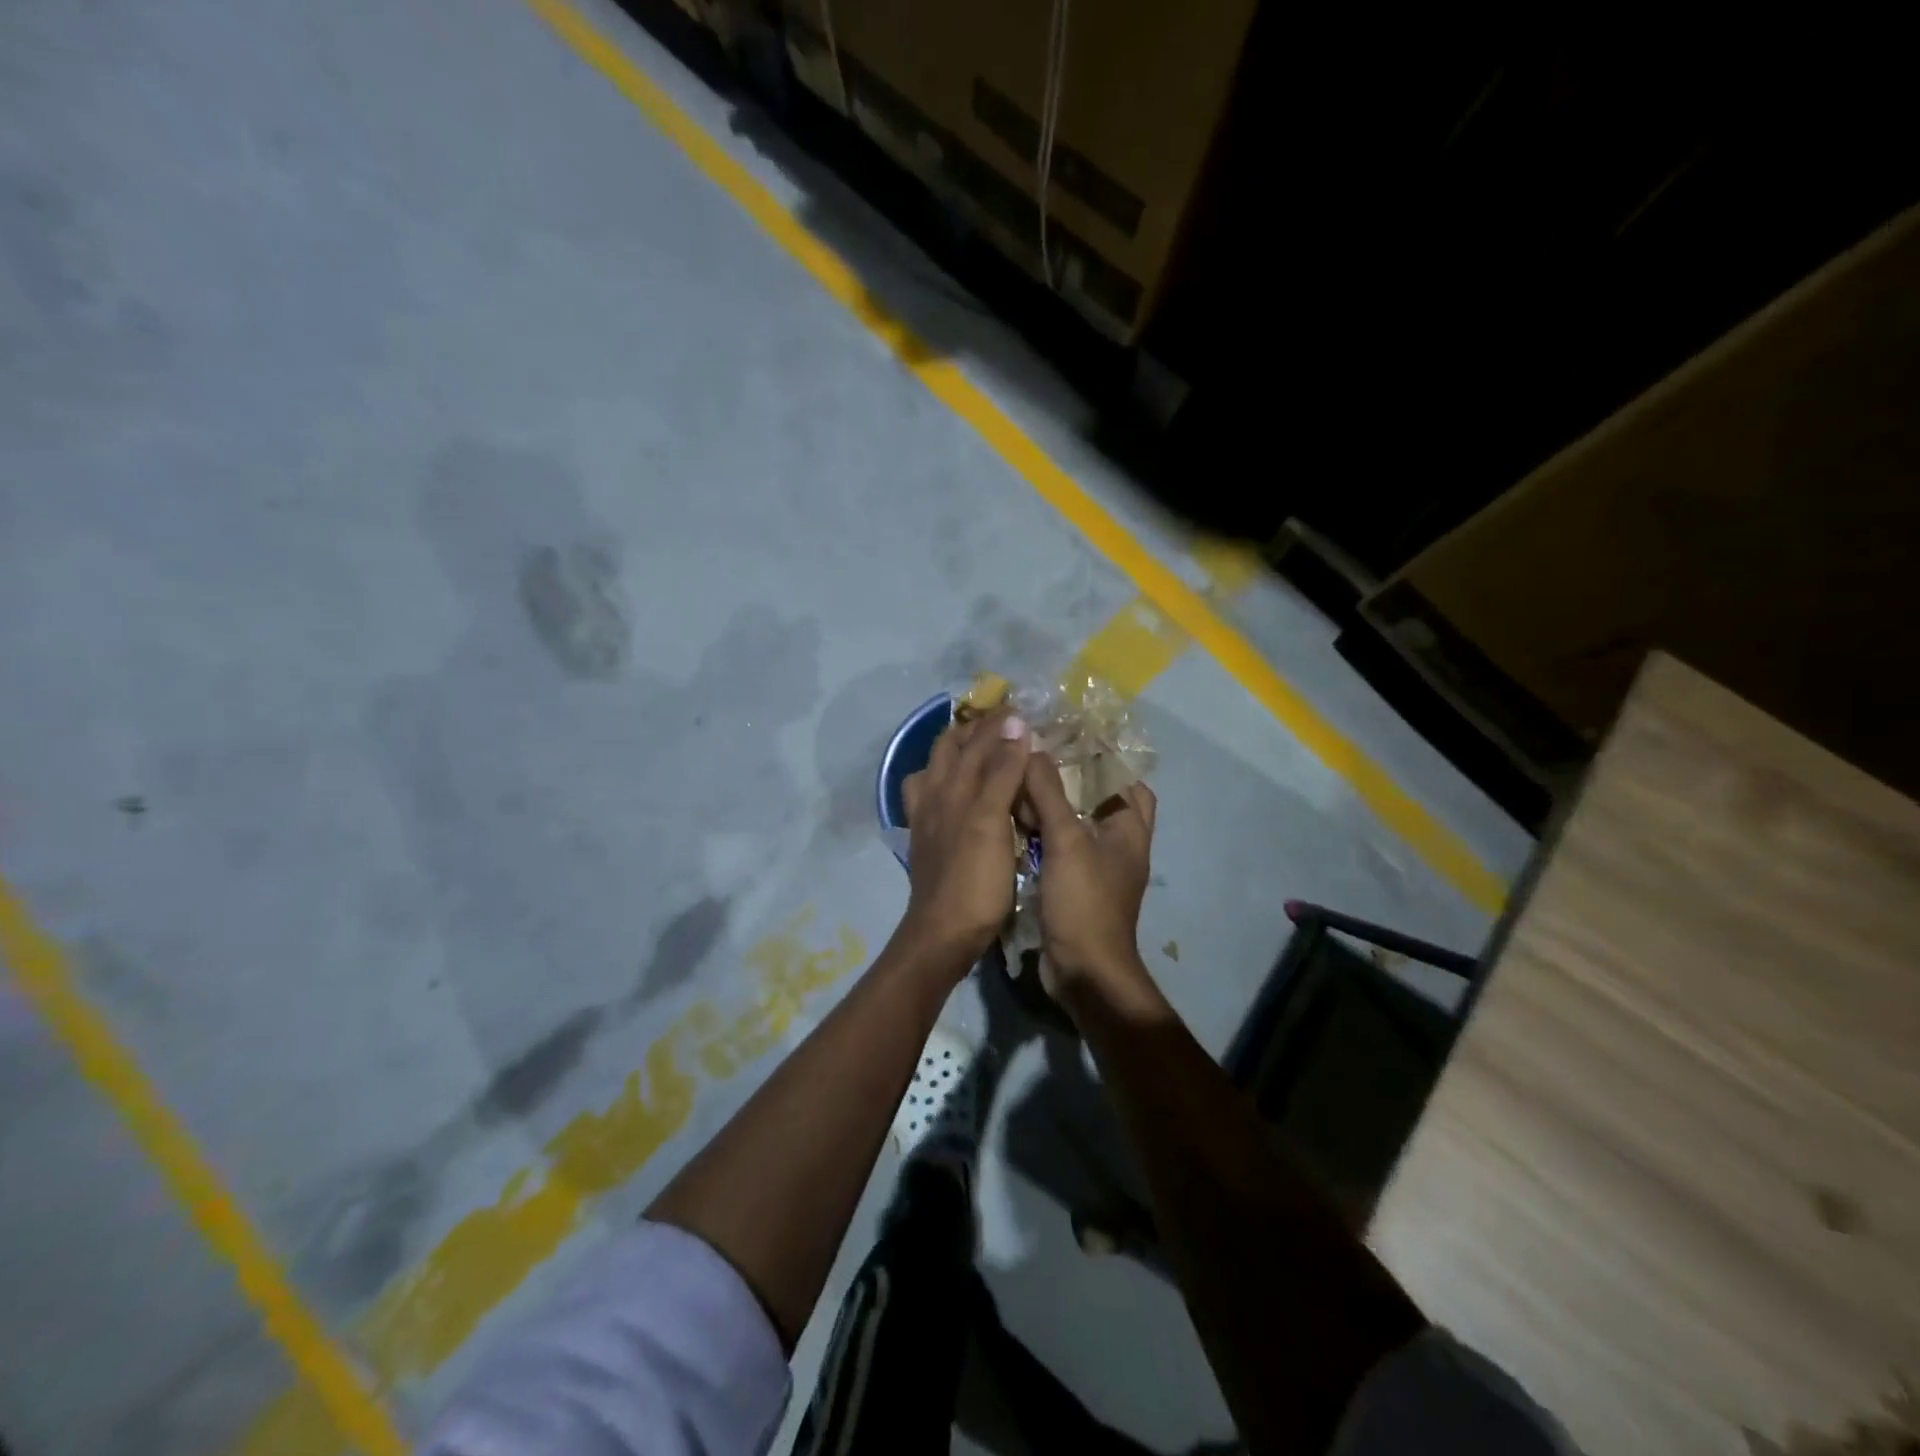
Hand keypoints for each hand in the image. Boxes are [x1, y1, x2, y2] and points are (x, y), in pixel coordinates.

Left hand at [898, 708, 1031, 973]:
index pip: (976, 741)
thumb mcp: (992, 821)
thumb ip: (1001, 772)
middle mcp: (933, 795)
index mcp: (951, 787)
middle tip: (1005, 723)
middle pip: (949, 749)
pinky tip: (958, 792)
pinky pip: (931, 797)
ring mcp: (926, 818)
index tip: (1024, 708)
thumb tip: (1015, 723)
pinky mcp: (926, 840)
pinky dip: (945, 782)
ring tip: (981, 749)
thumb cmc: (975, 880)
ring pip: (935, 770)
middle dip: (974, 730)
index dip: (1000, 723)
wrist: (943, 933)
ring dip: (957, 753)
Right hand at [1021, 751, 1158, 1010]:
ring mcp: (1096, 867)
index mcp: (1129, 828)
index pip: (1126, 778)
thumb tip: (1033, 748)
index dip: (1102, 755)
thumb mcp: (1066, 841)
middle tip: (1035, 757)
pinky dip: (1041, 833)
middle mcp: (1118, 844)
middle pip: (1097, 798)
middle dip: (1070, 778)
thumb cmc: (1084, 902)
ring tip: (1018, 781)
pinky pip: (1058, 847)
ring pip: (1075, 823)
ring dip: (1051, 805)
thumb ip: (1049, 793)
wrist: (1083, 972)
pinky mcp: (1074, 885)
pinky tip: (1012, 821)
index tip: (1065, 736)